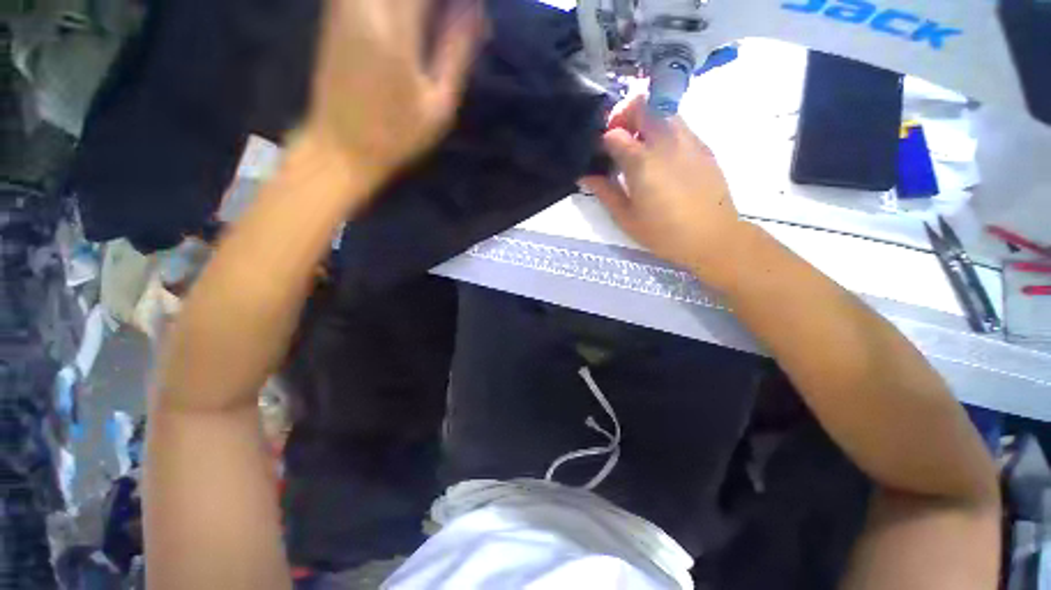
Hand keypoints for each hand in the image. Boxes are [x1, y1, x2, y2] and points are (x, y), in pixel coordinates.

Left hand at [303, 0, 483, 185]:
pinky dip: (397, 5)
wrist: (341, 148)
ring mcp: (345, 4)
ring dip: (417, 5)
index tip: (472, 12)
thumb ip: (457, 52)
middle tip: (457, 16)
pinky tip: (412, 20)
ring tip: (435, 22)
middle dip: (435, 2)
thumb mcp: (439, 106)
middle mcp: (365, 4)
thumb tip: (476, 9)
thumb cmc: (397, 136)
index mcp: (395, 29)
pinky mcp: (335, 11)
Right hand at [581, 95, 748, 286]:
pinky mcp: (702, 145)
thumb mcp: (626, 218)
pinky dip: (663, 129)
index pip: (614, 133)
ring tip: (638, 147)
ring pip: (661, 109)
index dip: (602, 139)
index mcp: (642, 162)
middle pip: (640, 106)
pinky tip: (661, 155)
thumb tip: (586, 175)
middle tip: (617, 139)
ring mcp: (687, 139)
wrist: (712, 236)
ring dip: (644, 120)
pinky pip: (678, 124)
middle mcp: (665, 141)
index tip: (599, 152)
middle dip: (623, 115)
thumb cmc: (663, 232)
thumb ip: (605, 192)